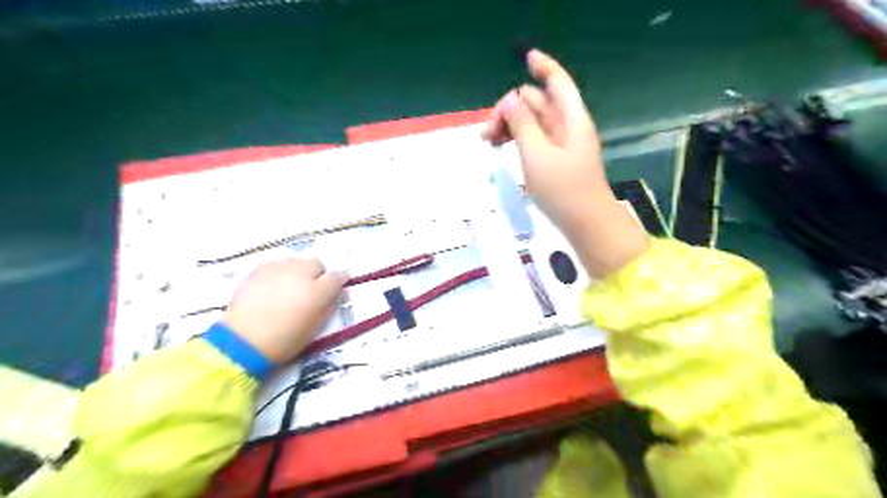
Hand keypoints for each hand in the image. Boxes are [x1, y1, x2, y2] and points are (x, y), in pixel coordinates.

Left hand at [222, 258, 346, 363]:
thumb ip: (328, 306)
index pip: (338, 276)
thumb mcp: (315, 327)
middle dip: (316, 274)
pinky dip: (278, 273)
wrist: (243, 342)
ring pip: (295, 262)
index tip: (337, 287)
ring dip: (296, 272)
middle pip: (315, 264)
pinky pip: (276, 265)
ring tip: (288, 289)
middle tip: (309, 290)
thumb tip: (336, 293)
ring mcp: (278, 269)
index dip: (339, 281)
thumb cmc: (284, 341)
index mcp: (318, 291)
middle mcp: (301, 274)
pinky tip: (271, 288)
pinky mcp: (259, 270)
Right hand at [482, 49, 648, 280]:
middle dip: (511, 108)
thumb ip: (522, 124)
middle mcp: (568, 127)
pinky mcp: (556, 162)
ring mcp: (562, 146)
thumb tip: (509, 99)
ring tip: (488, 141)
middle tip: (486, 133)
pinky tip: (503, 149)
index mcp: (570, 119)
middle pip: (538, 103)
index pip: (557, 82)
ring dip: (511, 125)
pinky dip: (518, 140)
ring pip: (533, 123)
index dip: (543, 66)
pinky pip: (535, 141)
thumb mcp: (537, 155)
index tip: (525, 57)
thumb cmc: (563, 190)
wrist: (586, 225)